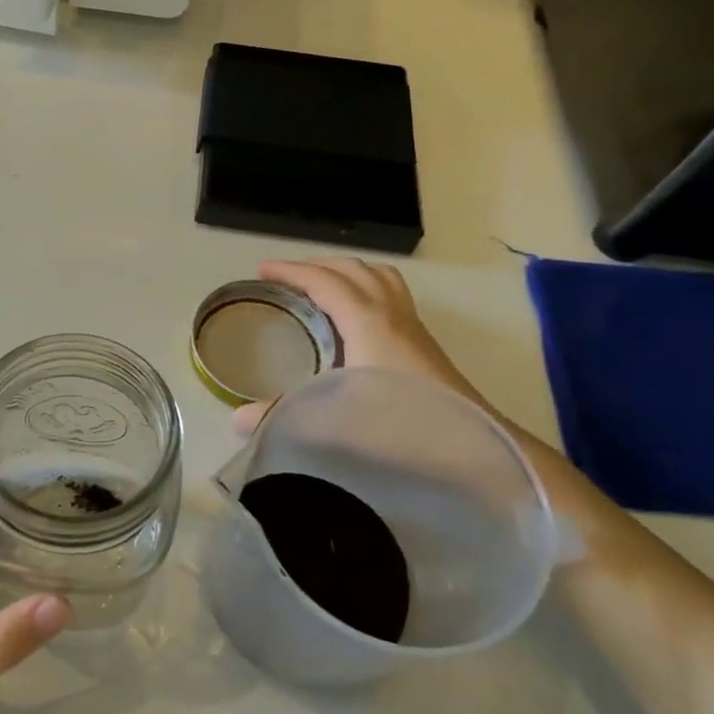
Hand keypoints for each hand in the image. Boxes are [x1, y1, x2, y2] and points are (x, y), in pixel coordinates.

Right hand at [235, 259, 488, 432]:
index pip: (326, 282)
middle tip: (285, 278)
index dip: (292, 272)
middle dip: (316, 266)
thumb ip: (285, 418)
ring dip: (346, 273)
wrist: (478, 448)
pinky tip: (353, 321)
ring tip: (320, 287)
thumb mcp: (336, 421)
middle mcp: (392, 314)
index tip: (262, 271)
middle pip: (354, 269)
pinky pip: (391, 295)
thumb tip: (236, 420)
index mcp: (369, 322)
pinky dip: (365, 289)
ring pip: (379, 277)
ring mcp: (413, 327)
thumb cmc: (405, 428)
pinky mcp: (424, 344)